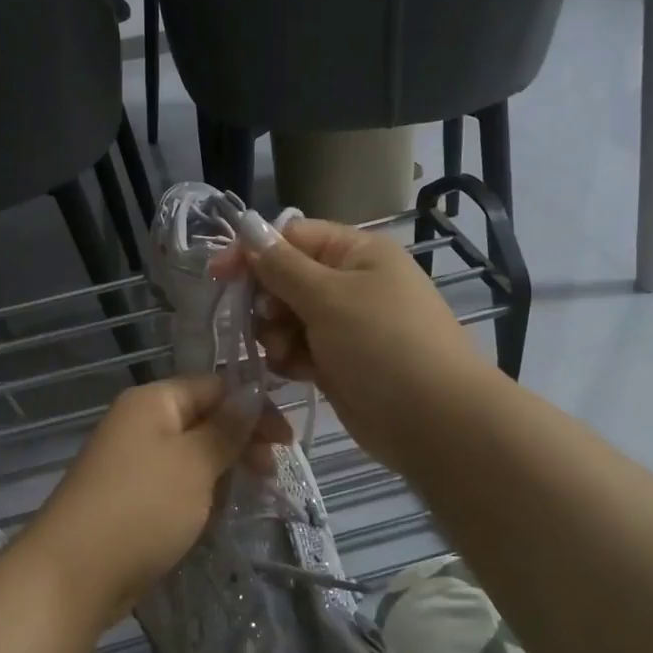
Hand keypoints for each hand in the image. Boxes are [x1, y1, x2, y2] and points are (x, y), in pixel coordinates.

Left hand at [19, 375, 291, 627]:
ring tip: (253, 494)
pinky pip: (176, 484)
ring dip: (223, 470)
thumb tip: (252, 392)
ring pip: (191, 454)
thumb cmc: (141, 507)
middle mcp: (140, 423)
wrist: (73, 574)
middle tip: (270, 473)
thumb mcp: (194, 463)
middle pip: (203, 419)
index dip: (253, 408)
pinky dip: (201, 494)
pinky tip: (219, 513)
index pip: (214, 387)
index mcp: (152, 401)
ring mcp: (132, 462)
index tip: (286, 443)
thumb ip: (226, 429)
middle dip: (241, 441)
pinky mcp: (131, 498)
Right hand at [217, 219, 487, 472]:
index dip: (255, 252)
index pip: (293, 236)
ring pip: (287, 318)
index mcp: (357, 252)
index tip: (219, 274)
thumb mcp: (329, 297)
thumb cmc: (383, 344)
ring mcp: (345, 325)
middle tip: (267, 323)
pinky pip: (299, 349)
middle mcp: (351, 283)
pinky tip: (294, 372)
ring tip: (286, 354)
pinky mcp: (339, 362)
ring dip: (276, 334)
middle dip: (267, 301)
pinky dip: (290, 358)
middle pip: (286, 278)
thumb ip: (282, 267)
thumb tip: (249, 232)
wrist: (433, 419)